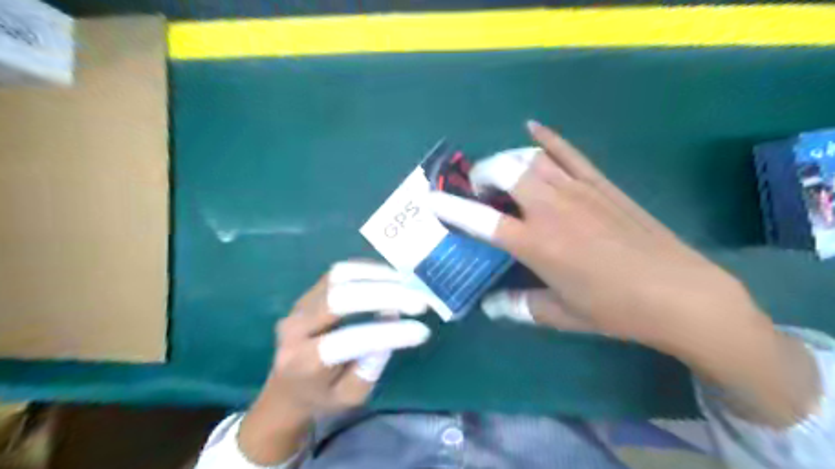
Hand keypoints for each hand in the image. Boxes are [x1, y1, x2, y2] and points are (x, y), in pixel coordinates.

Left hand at [234, 260, 429, 464]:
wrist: (286, 386)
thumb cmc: (322, 396)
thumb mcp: (350, 397)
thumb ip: (369, 366)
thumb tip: (390, 320)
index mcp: (303, 362)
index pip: (347, 340)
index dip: (387, 333)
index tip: (421, 331)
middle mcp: (295, 326)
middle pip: (340, 298)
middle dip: (386, 295)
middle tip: (419, 301)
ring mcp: (300, 304)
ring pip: (340, 276)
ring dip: (379, 276)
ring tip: (408, 284)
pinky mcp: (309, 291)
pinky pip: (340, 272)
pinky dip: (369, 270)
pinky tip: (391, 277)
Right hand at [427, 121, 820, 428]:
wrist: (679, 293)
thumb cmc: (614, 309)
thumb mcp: (560, 314)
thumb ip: (519, 306)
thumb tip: (490, 307)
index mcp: (536, 244)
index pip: (482, 221)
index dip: (452, 208)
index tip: (432, 199)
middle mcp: (551, 210)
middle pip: (505, 172)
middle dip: (482, 175)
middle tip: (478, 190)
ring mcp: (578, 191)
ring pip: (531, 159)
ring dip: (507, 160)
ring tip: (501, 172)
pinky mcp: (601, 184)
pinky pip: (569, 153)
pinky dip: (548, 139)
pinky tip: (533, 129)